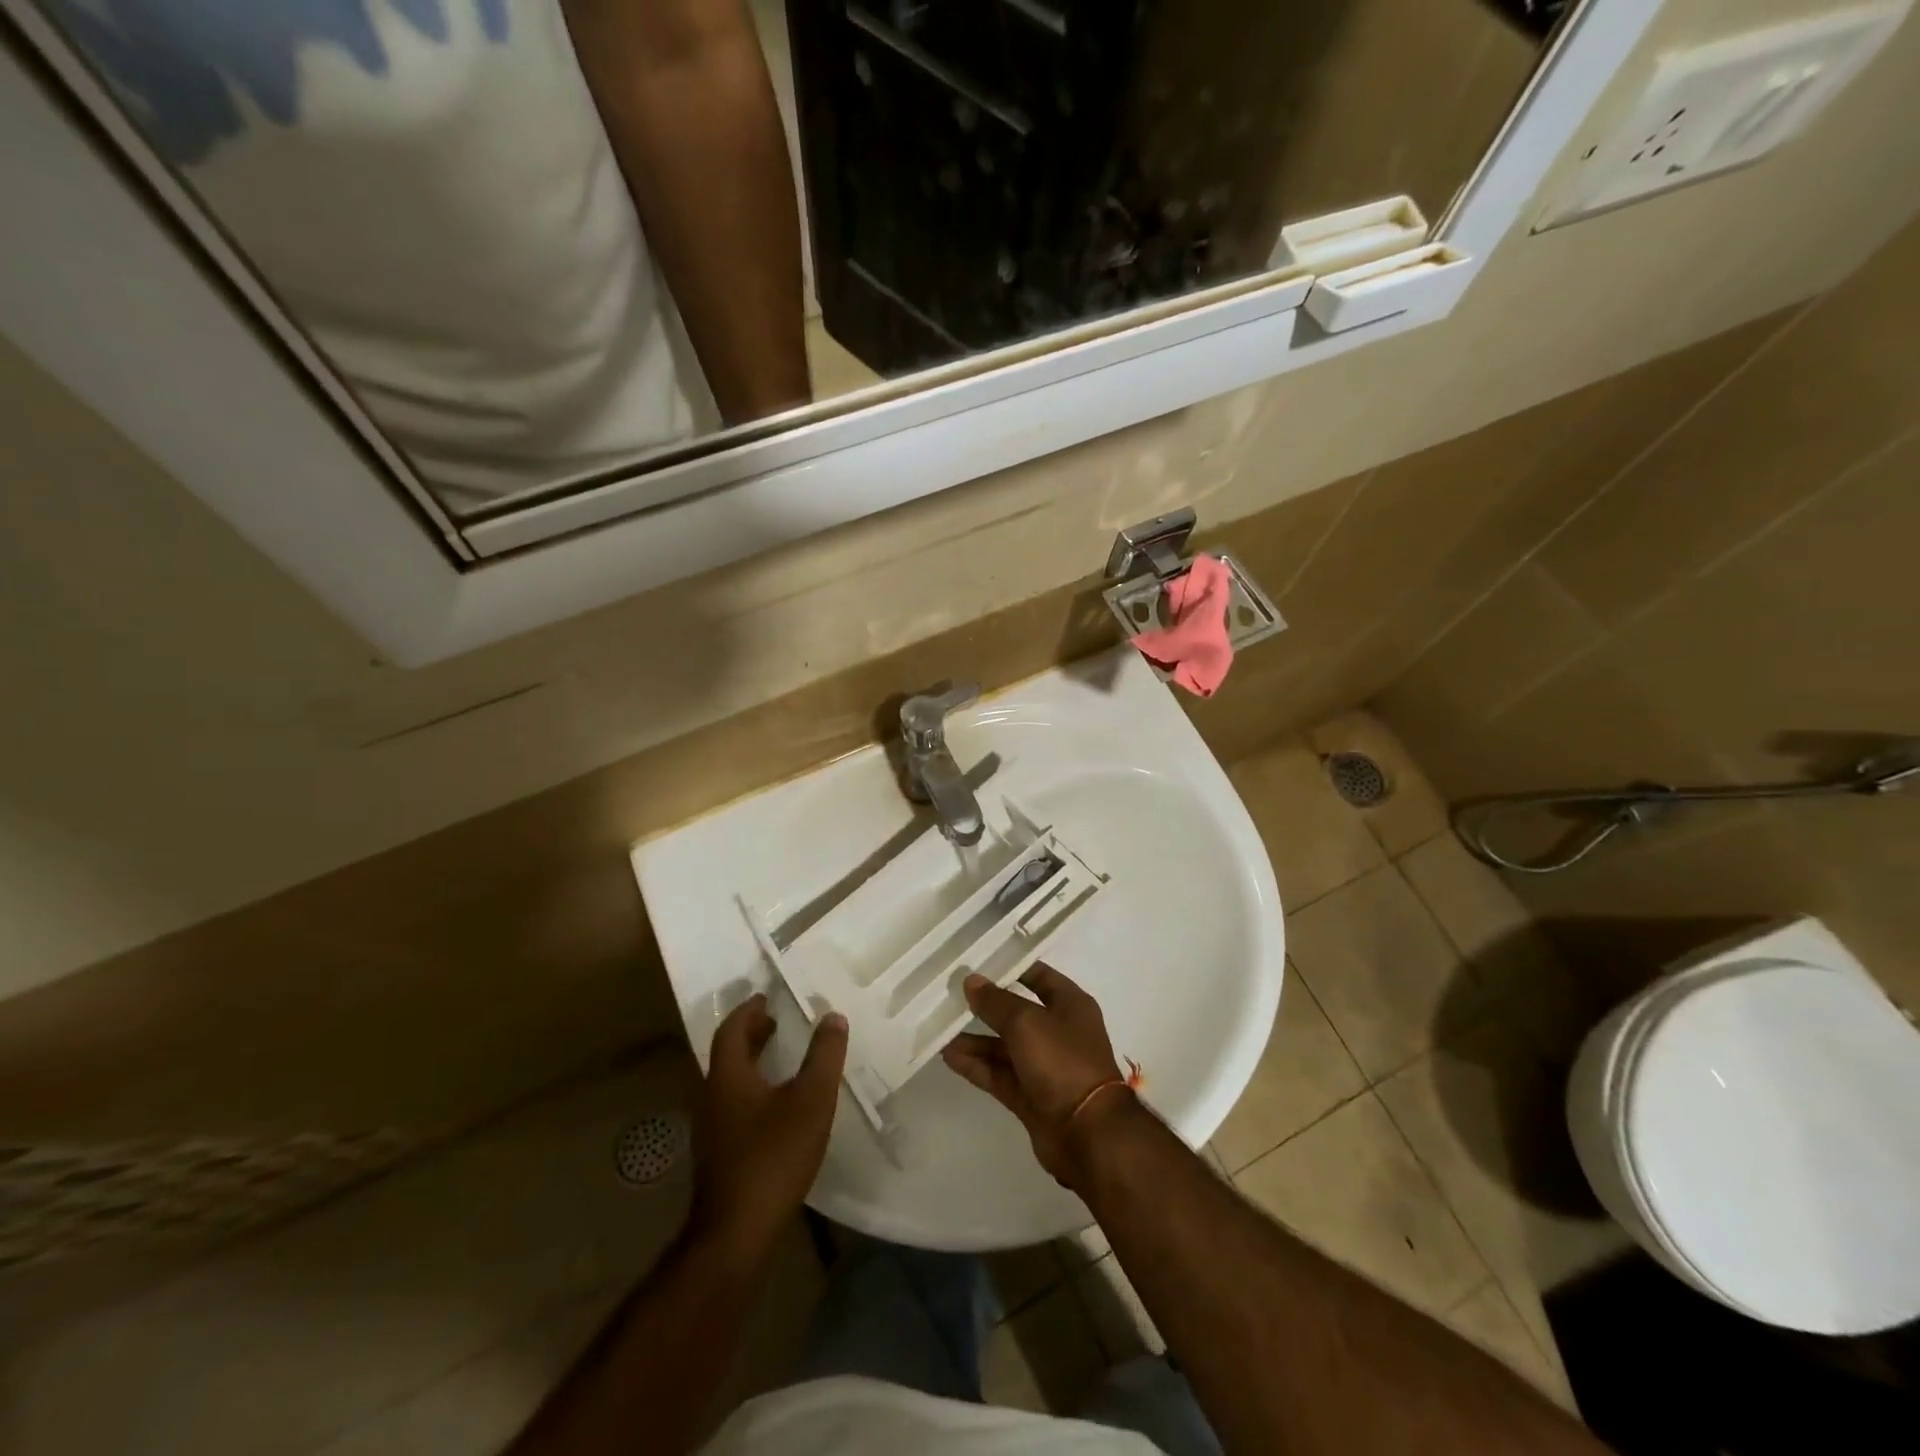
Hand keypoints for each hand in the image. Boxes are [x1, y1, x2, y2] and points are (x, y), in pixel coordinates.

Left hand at [692, 994, 846, 1258]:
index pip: (731, 1030)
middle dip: (750, 1034)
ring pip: (729, 1081)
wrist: (735, 1233)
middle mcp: (712, 1097)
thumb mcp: (810, 1101)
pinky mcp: (717, 1155)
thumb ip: (823, 1056)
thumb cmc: (773, 1157)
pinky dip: (751, 1088)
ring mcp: (711, 1129)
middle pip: (727, 1054)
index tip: (766, 997)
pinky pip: (732, 1105)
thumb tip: (833, 1016)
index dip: (748, 1011)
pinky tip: (775, 1105)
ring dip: (751, 1062)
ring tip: (780, 1057)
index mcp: (728, 1077)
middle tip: (776, 1021)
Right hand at [941, 963, 1133, 1188]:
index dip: (1011, 967)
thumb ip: (996, 1002)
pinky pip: (999, 1074)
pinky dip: (977, 1065)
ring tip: (941, 1029)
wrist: (1087, 1133)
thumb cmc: (1062, 1061)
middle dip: (986, 1006)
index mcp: (1070, 1005)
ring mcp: (1045, 1066)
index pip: (1039, 976)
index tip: (978, 961)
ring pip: (1004, 1047)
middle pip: (1017, 1013)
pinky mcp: (1031, 1095)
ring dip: (975, 1039)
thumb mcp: (1026, 1022)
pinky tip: (949, 1056)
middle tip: (950, 995)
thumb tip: (971, 981)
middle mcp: (1059, 1032)